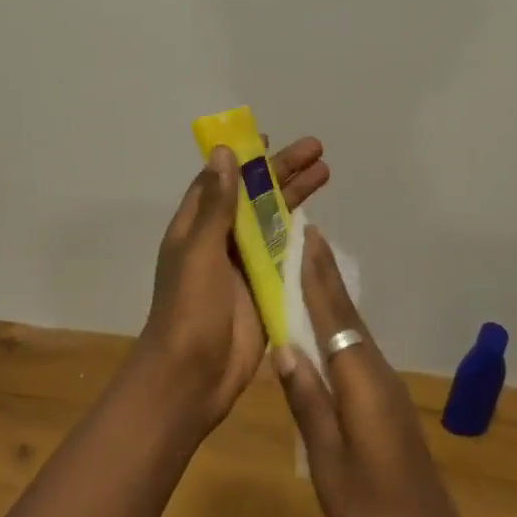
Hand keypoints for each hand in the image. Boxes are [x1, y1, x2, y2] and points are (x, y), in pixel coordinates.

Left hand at [140, 136, 329, 433]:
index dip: (244, 158)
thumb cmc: (190, 310)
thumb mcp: (200, 251)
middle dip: (283, 171)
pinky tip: (320, 222)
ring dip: (295, 197)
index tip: (269, 138)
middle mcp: (219, 240)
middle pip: (254, 196)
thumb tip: (224, 153)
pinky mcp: (263, 290)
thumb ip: (216, 205)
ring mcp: (243, 265)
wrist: (192, 378)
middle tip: (317, 149)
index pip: (222, 180)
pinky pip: (283, 255)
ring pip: (272, 221)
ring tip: (326, 172)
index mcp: (197, 226)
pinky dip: (300, 236)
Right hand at [274, 227, 477, 516]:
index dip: (317, 275)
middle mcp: (376, 373)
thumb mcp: (328, 461)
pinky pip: (356, 351)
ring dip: (331, 297)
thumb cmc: (373, 514)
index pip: (333, 315)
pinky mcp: (386, 406)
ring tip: (309, 268)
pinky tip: (323, 330)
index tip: (305, 234)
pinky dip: (338, 327)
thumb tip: (283, 345)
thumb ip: (308, 400)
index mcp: (361, 380)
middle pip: (346, 314)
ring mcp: (385, 390)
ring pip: (353, 331)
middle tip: (305, 236)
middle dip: (325, 274)